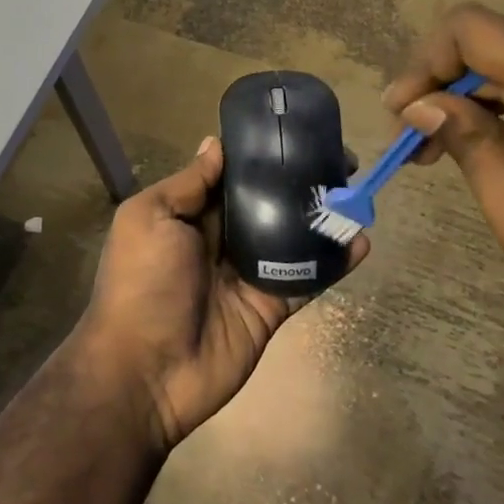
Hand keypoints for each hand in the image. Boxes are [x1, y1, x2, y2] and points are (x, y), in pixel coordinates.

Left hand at [75, 137, 367, 450]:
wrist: (145, 371)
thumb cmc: (141, 282)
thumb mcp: (150, 218)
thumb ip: (188, 184)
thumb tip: (215, 143)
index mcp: (190, 214)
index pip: (231, 175)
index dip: (260, 155)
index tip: (295, 132)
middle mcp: (221, 238)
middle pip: (267, 201)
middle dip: (299, 180)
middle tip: (341, 161)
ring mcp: (249, 274)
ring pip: (292, 237)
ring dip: (322, 216)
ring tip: (357, 192)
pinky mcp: (271, 307)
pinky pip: (307, 279)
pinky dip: (334, 262)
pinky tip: (361, 241)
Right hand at [383, 3, 503, 307]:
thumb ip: (470, 149)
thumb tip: (420, 105)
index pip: (471, 29)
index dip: (425, 62)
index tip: (404, 111)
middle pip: (488, 41)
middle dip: (440, 85)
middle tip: (414, 140)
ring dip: (470, 92)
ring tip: (444, 143)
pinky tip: (491, 133)